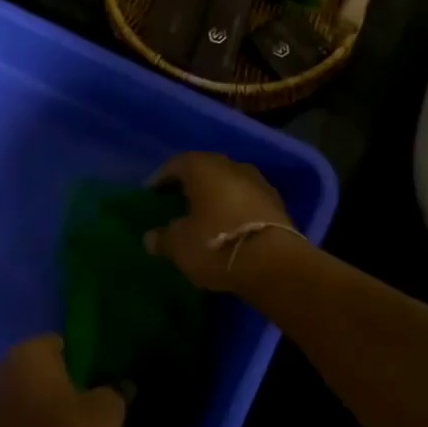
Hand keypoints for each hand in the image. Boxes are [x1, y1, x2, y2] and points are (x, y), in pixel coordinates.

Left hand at [0, 336, 125, 426]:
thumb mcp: (107, 414)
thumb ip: (116, 391)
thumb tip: (122, 384)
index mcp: (29, 356)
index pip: (56, 343)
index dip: (76, 358)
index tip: (91, 380)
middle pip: (31, 369)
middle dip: (51, 382)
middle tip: (78, 403)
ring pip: (15, 396)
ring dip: (32, 407)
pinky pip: (3, 425)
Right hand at [146, 152, 297, 291]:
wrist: (274, 262)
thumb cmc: (217, 245)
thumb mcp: (179, 246)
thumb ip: (162, 238)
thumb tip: (150, 237)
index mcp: (204, 168)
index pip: (176, 164)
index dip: (161, 178)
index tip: (151, 193)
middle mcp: (232, 166)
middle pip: (205, 169)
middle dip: (190, 184)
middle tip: (176, 201)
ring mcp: (258, 183)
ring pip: (229, 183)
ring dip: (215, 196)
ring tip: (202, 215)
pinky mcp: (277, 203)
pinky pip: (246, 200)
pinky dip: (234, 208)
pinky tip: (227, 225)